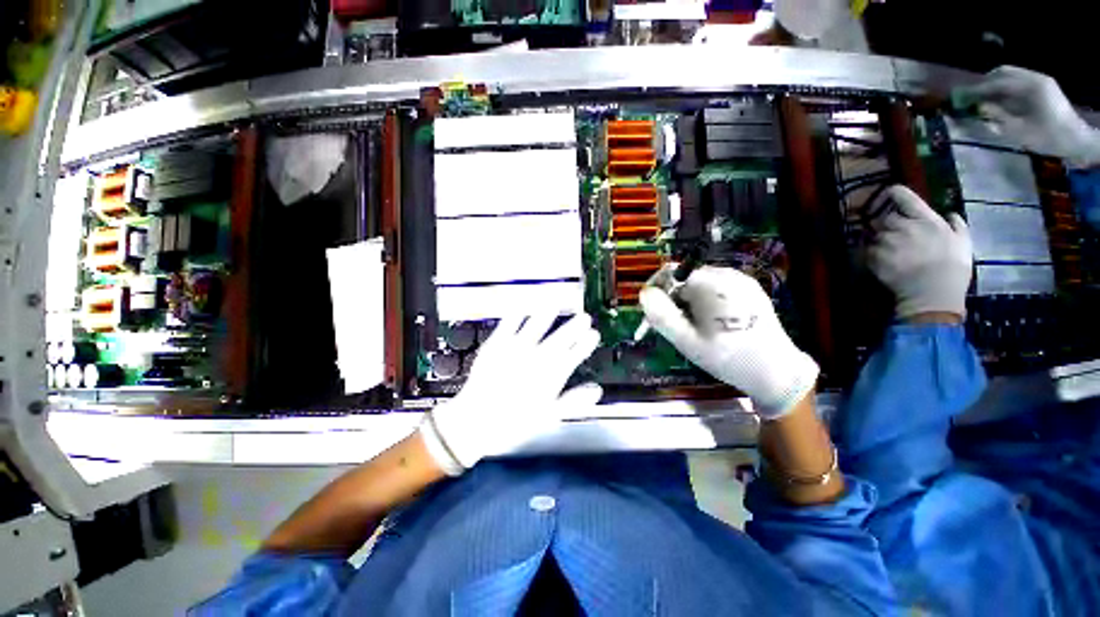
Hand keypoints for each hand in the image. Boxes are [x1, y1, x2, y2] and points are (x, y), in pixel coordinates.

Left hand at [418, 313, 601, 475]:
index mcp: (550, 376)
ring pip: (536, 326)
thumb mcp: (547, 417)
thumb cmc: (512, 423)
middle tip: (585, 317)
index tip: (594, 335)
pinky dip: (516, 314)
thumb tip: (596, 391)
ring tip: (557, 302)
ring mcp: (516, 349)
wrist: (474, 422)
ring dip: (548, 314)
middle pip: (560, 339)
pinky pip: (509, 324)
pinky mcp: (496, 344)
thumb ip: (573, 401)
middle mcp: (536, 358)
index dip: (585, 344)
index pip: (574, 355)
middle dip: (574, 327)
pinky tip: (521, 306)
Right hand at [640, 266, 817, 418]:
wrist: (775, 372)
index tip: (656, 312)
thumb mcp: (687, 341)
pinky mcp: (750, 288)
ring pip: (700, 282)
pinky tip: (712, 320)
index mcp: (713, 285)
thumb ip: (662, 316)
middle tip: (677, 324)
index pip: (672, 273)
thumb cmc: (727, 357)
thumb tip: (644, 293)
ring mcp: (742, 280)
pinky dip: (706, 299)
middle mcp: (729, 275)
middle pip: (686, 277)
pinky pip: (716, 287)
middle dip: (675, 297)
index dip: (659, 290)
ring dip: (689, 299)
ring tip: (695, 325)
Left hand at [866, 185, 971, 318]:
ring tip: (890, 252)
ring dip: (879, 241)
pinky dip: (871, 255)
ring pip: (874, 235)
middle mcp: (902, 226)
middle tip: (896, 236)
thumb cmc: (953, 267)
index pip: (904, 196)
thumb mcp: (963, 242)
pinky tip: (882, 262)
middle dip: (888, 225)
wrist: (932, 292)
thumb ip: (956, 224)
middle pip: (884, 218)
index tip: (891, 193)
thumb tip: (949, 214)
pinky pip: (866, 251)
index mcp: (925, 219)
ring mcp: (886, 241)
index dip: (895, 193)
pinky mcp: (873, 257)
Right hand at [958, 66, 1099, 167]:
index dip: (977, 88)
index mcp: (1029, 87)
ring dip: (994, 85)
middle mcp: (1034, 78)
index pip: (997, 82)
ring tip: (982, 98)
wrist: (1075, 140)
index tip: (960, 96)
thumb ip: (997, 115)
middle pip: (1003, 73)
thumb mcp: (1018, 129)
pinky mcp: (1042, 87)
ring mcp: (1039, 81)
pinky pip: (1017, 82)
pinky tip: (998, 99)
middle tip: (970, 96)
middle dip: (985, 83)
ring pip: (1010, 76)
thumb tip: (979, 106)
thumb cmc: (1046, 137)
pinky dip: (1005, 88)